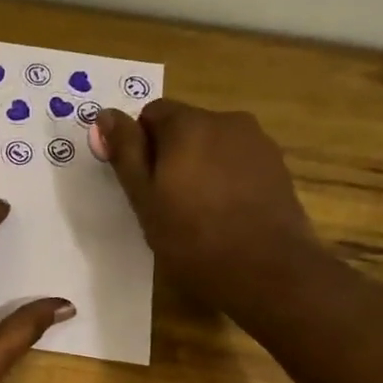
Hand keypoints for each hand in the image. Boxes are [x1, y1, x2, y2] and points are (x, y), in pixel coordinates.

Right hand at [98, 100, 323, 320]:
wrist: (267, 270)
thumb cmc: (192, 236)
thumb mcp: (144, 198)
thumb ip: (125, 152)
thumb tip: (105, 114)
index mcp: (188, 124)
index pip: (151, 113)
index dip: (139, 145)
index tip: (140, 182)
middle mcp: (226, 120)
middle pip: (185, 126)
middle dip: (170, 154)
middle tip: (164, 201)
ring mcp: (258, 142)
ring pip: (213, 144)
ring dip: (199, 165)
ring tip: (196, 210)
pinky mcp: (277, 166)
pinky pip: (237, 161)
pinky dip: (225, 178)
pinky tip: (224, 214)